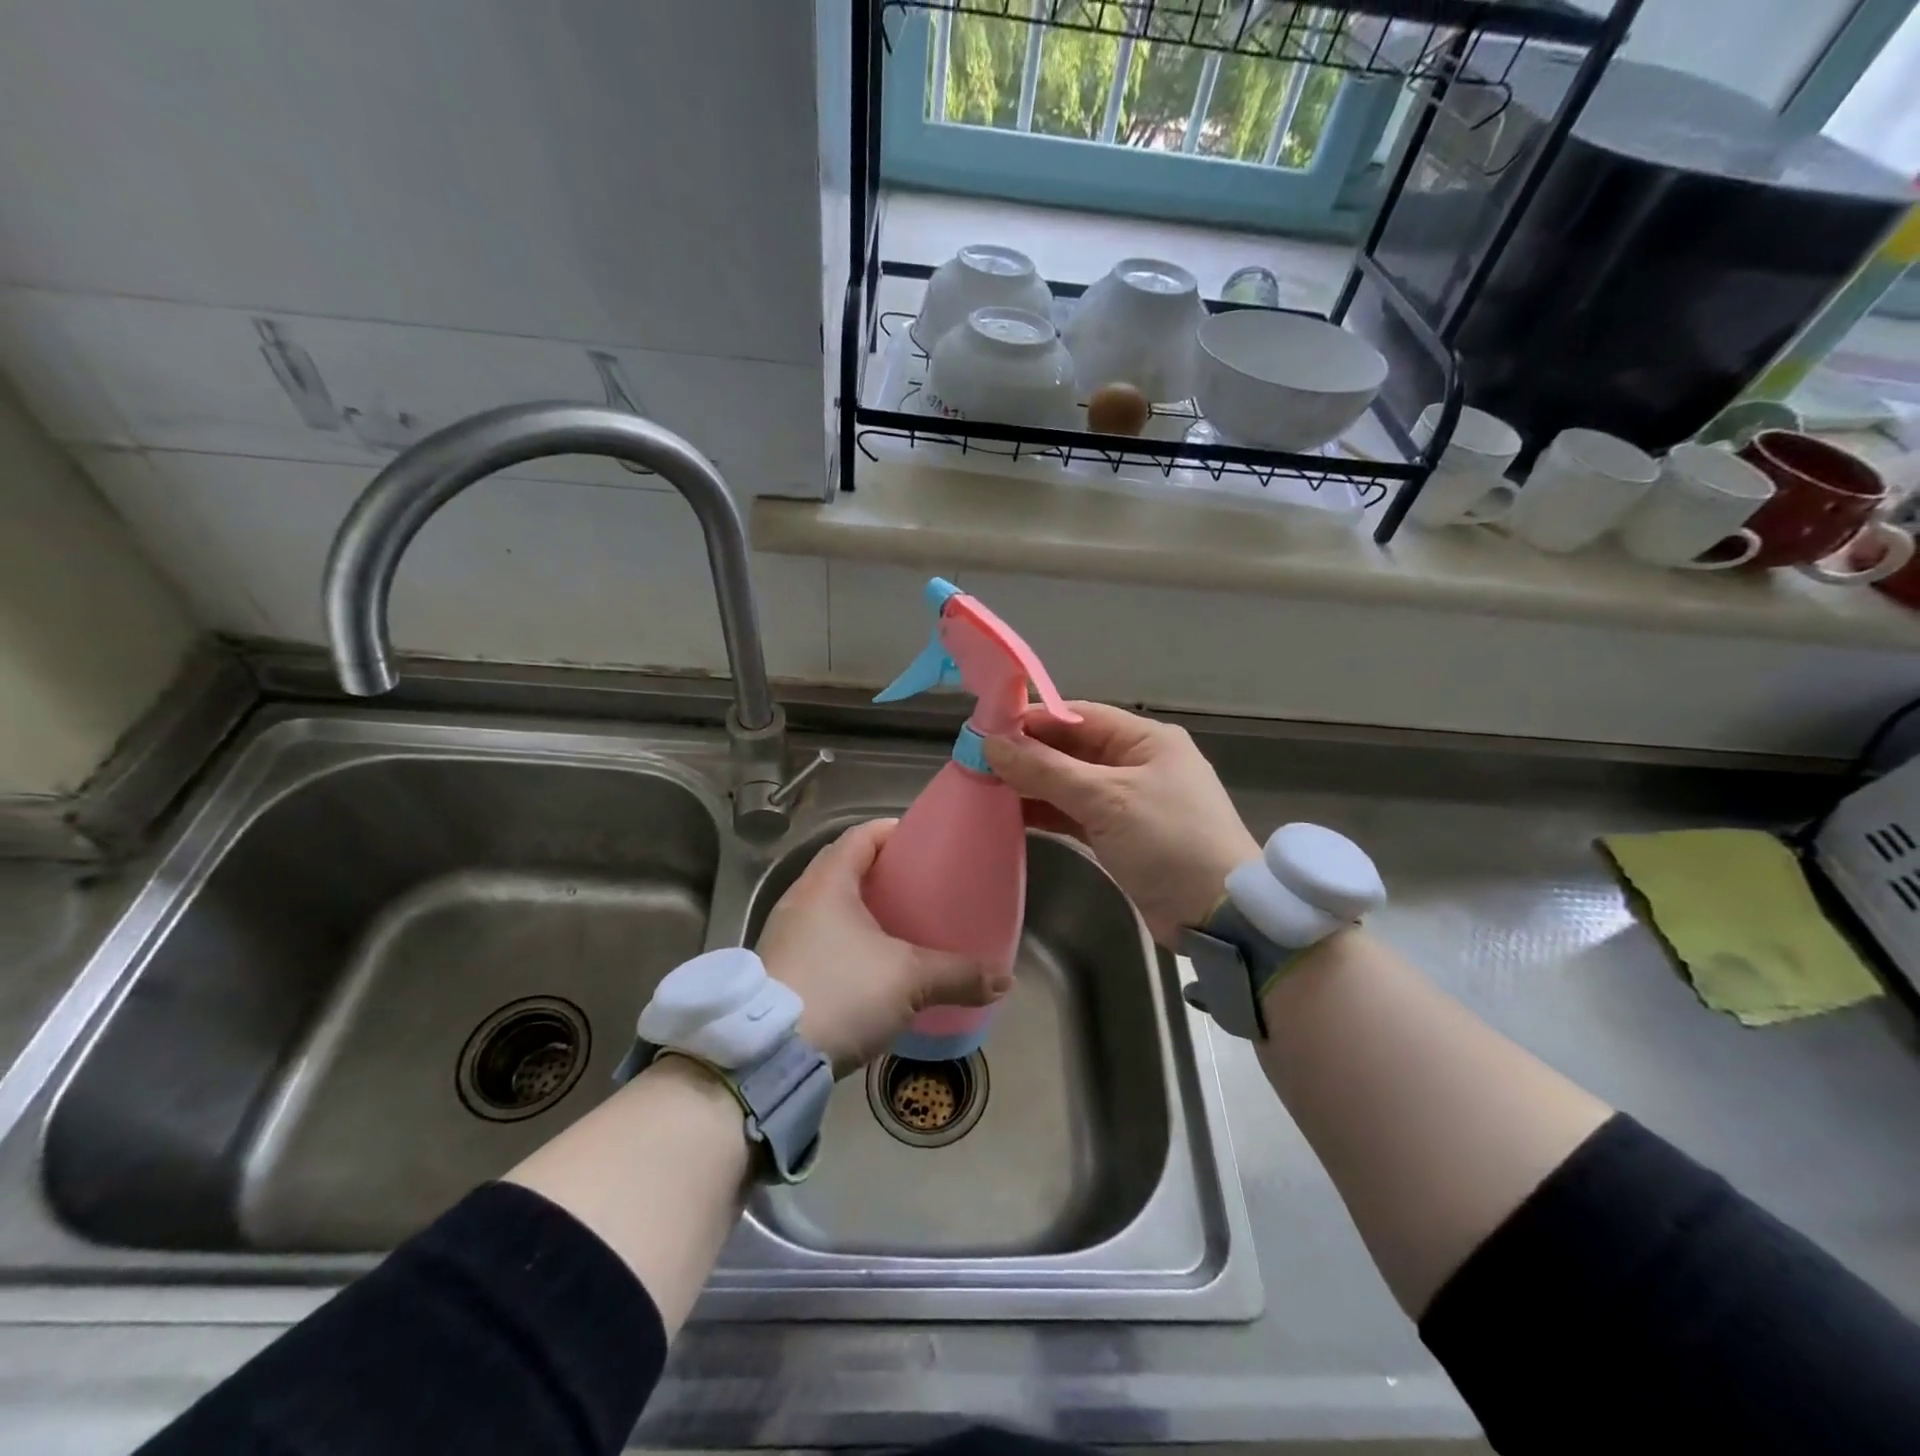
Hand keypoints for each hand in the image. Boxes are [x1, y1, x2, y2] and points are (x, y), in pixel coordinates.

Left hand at [757, 819, 1010, 1074]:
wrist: (768, 1056)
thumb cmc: (841, 992)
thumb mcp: (909, 980)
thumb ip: (958, 974)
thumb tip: (1004, 980)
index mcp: (827, 883)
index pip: (860, 836)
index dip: (892, 832)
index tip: (922, 842)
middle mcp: (800, 900)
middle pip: (844, 868)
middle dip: (882, 874)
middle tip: (919, 886)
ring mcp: (784, 935)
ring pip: (830, 906)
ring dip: (863, 910)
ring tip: (900, 926)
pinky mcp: (780, 969)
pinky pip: (820, 938)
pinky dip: (847, 940)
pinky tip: (871, 966)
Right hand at [984, 701, 1258, 945]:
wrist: (1218, 914)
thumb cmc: (1169, 841)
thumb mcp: (1107, 799)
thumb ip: (1046, 771)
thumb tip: (992, 744)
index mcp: (1145, 740)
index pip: (1078, 716)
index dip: (1033, 720)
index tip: (987, 729)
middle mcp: (1137, 763)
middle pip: (1071, 749)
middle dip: (1027, 755)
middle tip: (977, 762)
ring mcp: (1129, 800)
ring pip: (1070, 783)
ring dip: (1032, 785)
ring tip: (985, 787)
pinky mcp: (1120, 835)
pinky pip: (1075, 813)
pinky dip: (1047, 813)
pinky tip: (1011, 815)